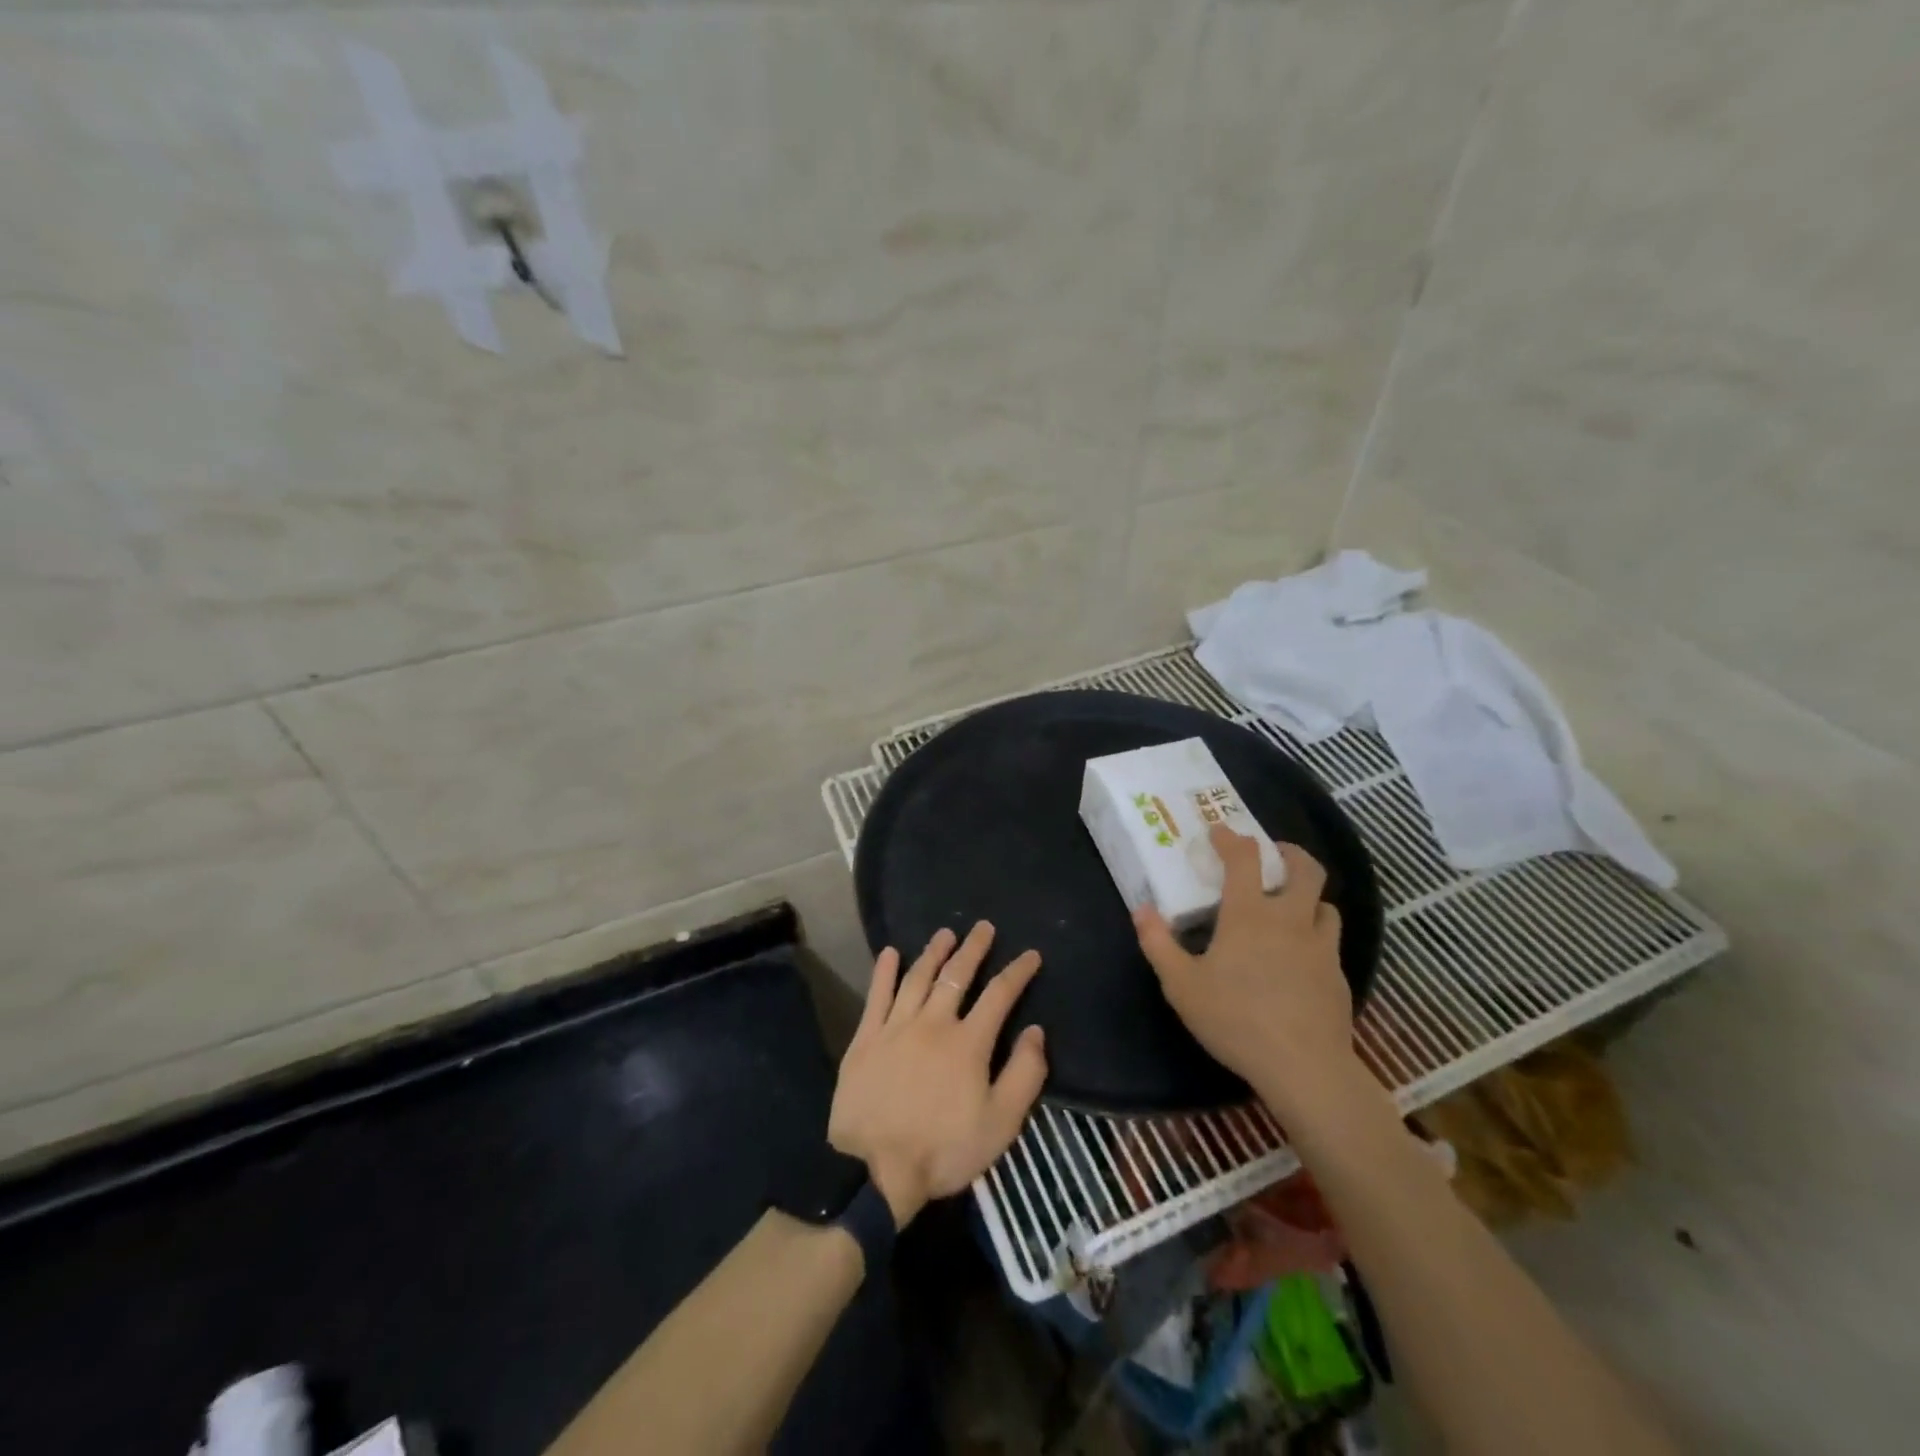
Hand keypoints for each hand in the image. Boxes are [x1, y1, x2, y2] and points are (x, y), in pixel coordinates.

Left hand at [828, 922, 1047, 1226]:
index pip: (999, 995)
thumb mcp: (1000, 1124)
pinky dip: (884, 971)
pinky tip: (890, 952)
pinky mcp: (866, 1038)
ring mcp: (896, 1027)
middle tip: (983, 927)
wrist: (875, 1170)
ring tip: (945, 934)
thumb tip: (1035, 1031)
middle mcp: (934, 1023)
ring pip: (918, 977)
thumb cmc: (943, 1150)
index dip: (1017, 971)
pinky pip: (877, 995)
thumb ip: (1024, 1075)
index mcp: (969, 1042)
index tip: (1030, 954)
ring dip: (933, 952)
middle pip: (956, 975)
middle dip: (973, 948)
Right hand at [1134, 825, 1353, 1115]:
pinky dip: (1316, 935)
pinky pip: (1329, 942)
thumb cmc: (1236, 1019)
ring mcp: (1321, 947)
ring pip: (1325, 905)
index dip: (1231, 839)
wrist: (1304, 1067)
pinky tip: (1301, 958)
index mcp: (1249, 914)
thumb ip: (1158, 943)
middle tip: (1275, 854)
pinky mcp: (1338, 976)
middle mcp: (1290, 919)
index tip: (1219, 831)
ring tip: (1291, 906)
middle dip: (1291, 853)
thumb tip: (1141, 909)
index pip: (1244, 859)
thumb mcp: (1181, 985)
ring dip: (1309, 897)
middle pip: (1306, 869)